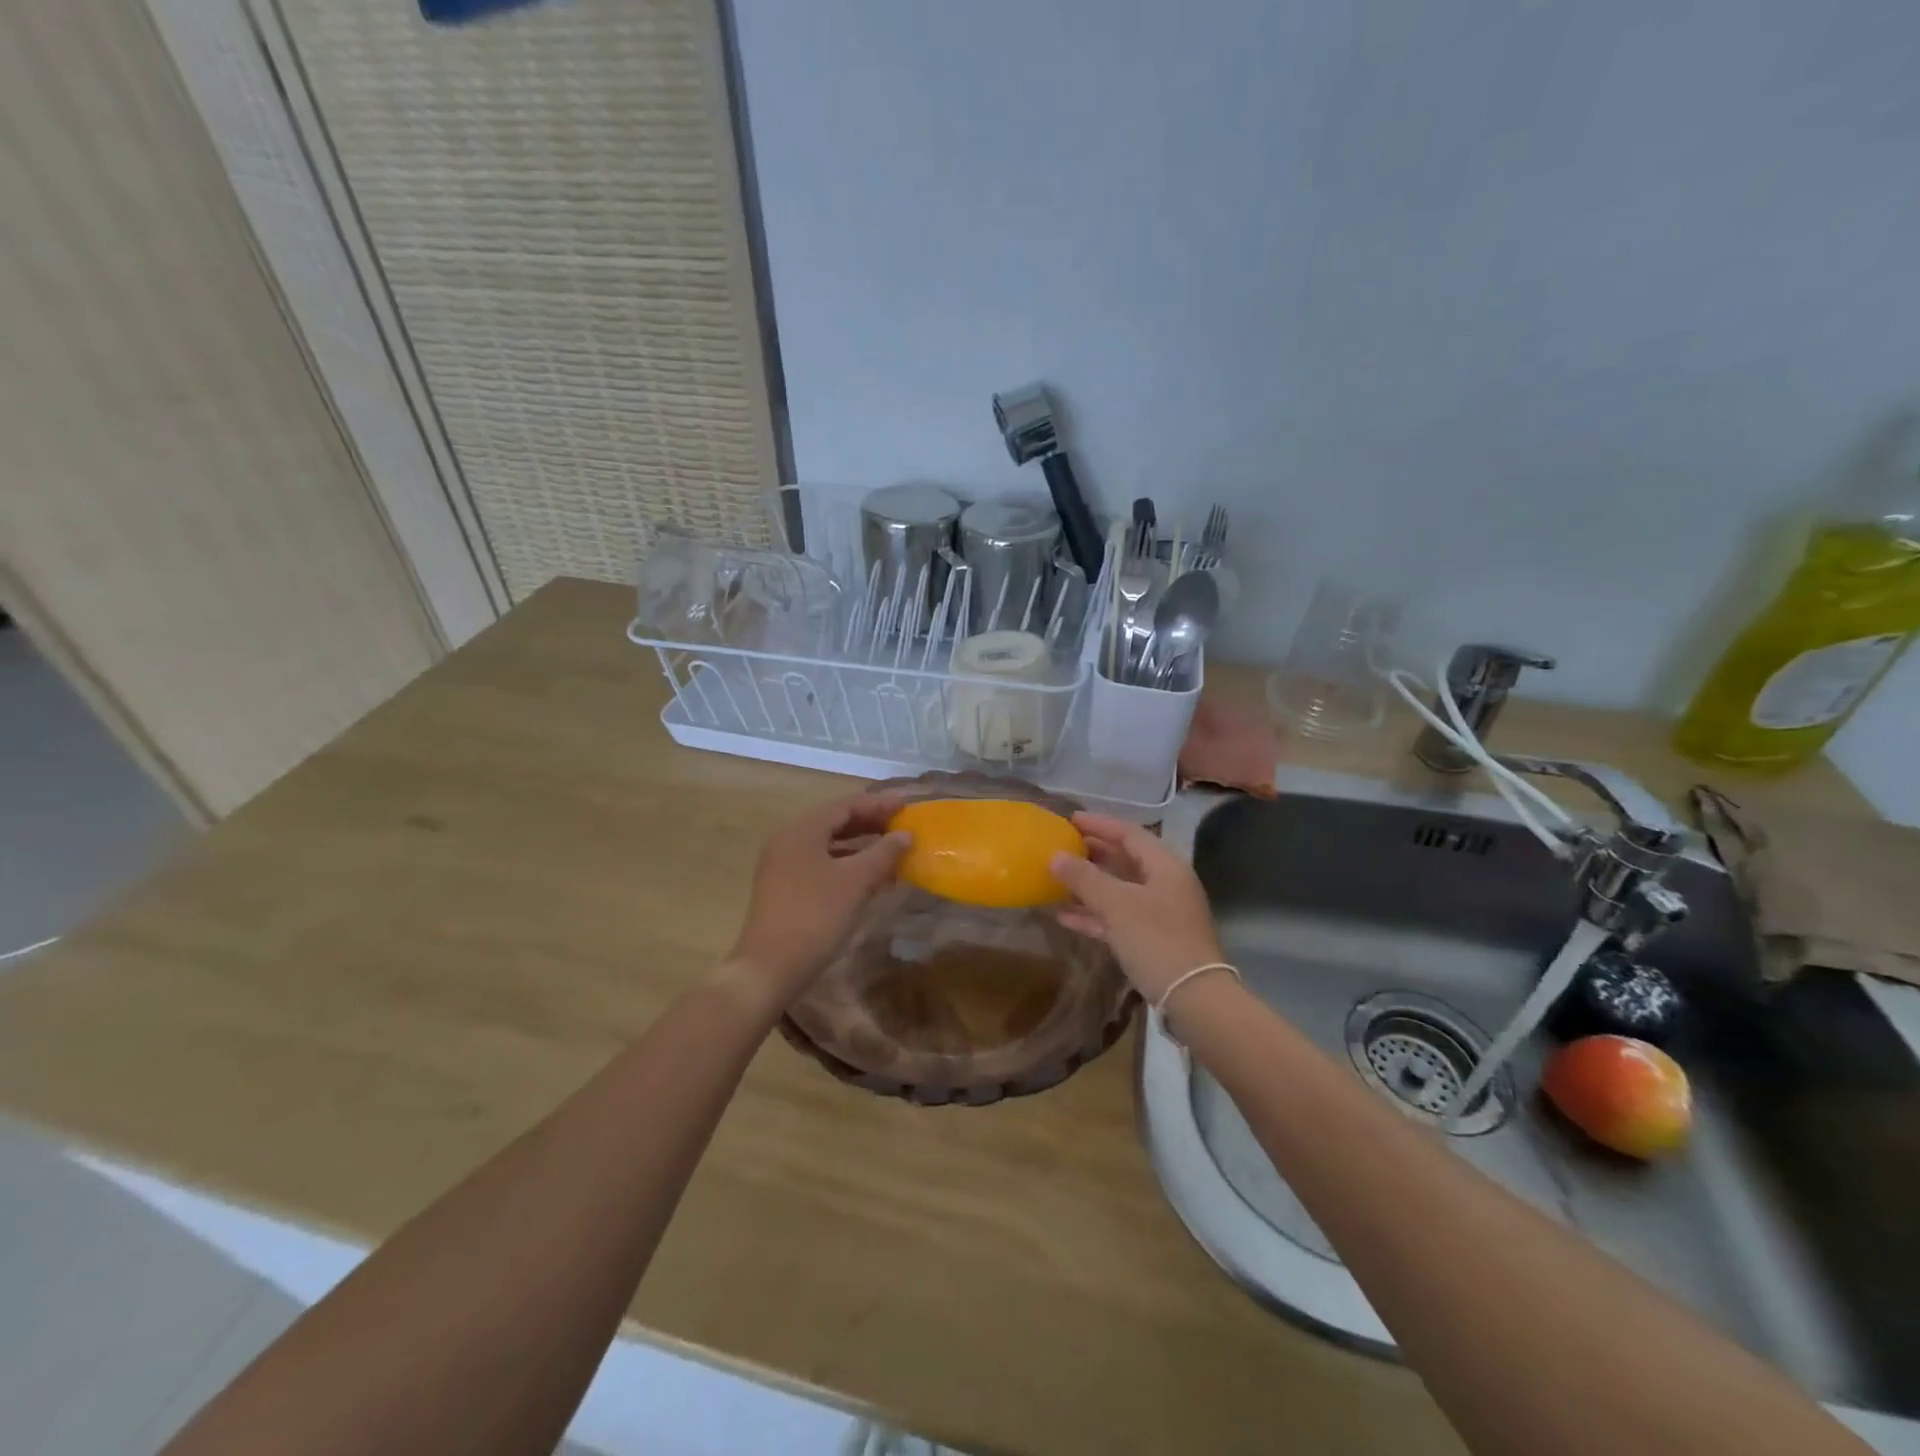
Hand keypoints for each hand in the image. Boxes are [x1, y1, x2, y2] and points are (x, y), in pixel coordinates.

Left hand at [719, 790, 910, 1015]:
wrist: (769, 969)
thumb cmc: (815, 916)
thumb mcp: (856, 882)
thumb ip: (883, 853)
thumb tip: (905, 834)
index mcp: (801, 831)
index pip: (844, 805)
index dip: (878, 803)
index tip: (907, 805)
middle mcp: (788, 841)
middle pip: (834, 822)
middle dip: (870, 823)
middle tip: (902, 826)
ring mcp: (782, 867)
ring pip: (828, 845)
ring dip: (860, 845)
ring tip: (891, 851)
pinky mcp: (784, 890)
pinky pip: (821, 865)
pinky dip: (847, 865)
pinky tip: (869, 879)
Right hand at [1050, 812, 1223, 1002]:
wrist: (1193, 998)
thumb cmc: (1156, 940)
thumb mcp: (1117, 905)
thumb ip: (1085, 878)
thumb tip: (1055, 856)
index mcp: (1165, 866)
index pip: (1130, 833)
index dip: (1099, 824)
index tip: (1069, 820)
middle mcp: (1166, 884)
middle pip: (1126, 860)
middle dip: (1093, 854)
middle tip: (1061, 847)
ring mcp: (1161, 913)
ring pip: (1120, 890)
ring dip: (1090, 885)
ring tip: (1057, 880)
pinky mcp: (1154, 940)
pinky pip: (1120, 917)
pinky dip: (1095, 914)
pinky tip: (1065, 916)